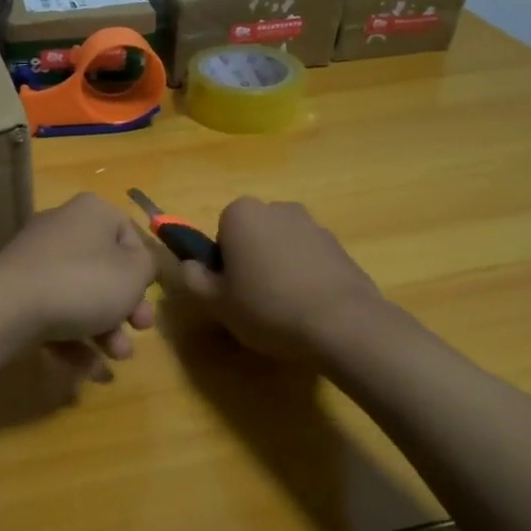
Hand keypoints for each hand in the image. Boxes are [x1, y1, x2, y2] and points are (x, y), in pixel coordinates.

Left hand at [0, 194, 157, 379]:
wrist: (10, 307)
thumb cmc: (83, 282)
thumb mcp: (134, 274)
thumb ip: (148, 267)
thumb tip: (139, 266)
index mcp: (92, 212)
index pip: (128, 235)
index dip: (143, 270)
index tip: (148, 296)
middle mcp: (62, 228)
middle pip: (104, 269)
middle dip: (125, 307)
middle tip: (140, 331)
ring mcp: (35, 261)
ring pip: (80, 296)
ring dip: (104, 330)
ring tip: (117, 358)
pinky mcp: (17, 292)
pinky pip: (54, 313)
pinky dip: (73, 340)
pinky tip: (89, 371)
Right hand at [171, 197, 393, 361]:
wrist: (343, 323)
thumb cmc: (268, 307)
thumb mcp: (216, 302)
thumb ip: (192, 278)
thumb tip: (187, 264)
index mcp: (241, 214)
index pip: (220, 232)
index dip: (222, 263)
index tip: (230, 290)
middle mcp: (277, 208)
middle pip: (252, 235)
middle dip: (250, 260)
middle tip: (253, 300)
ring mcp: (312, 224)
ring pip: (281, 245)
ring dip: (278, 267)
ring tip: (284, 307)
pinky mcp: (338, 245)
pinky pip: (309, 258)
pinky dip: (304, 275)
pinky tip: (308, 306)